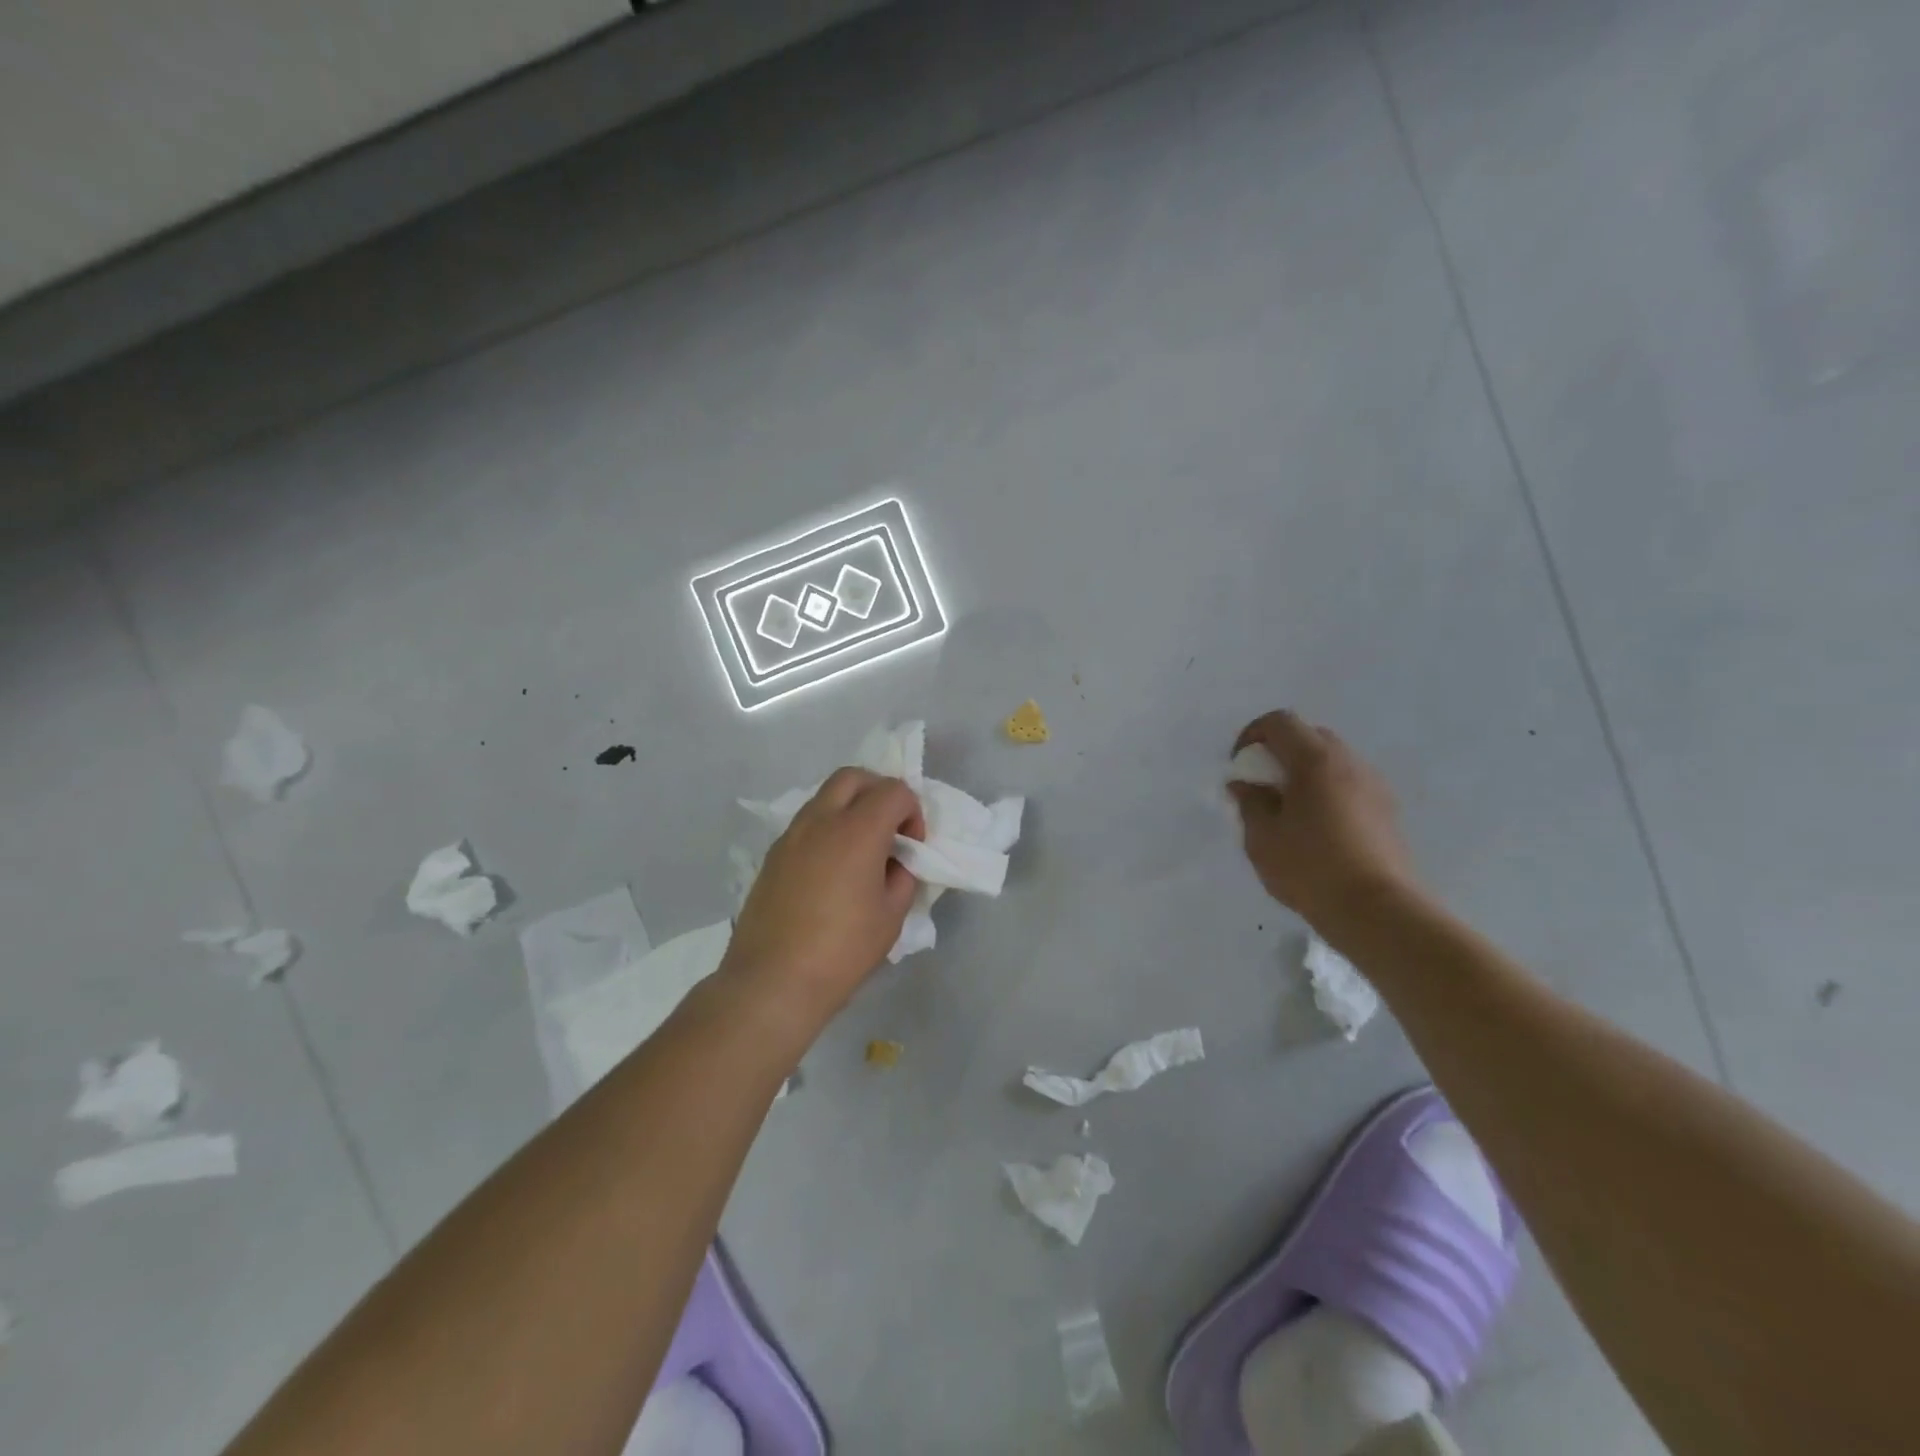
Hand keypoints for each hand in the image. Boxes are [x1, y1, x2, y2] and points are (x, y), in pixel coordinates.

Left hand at [721, 768, 925, 1029]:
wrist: (772, 981)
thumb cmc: (842, 950)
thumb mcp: (892, 916)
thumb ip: (902, 876)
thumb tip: (895, 863)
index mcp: (857, 830)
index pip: (894, 791)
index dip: (912, 812)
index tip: (912, 847)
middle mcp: (821, 820)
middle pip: (853, 776)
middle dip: (879, 792)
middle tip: (889, 829)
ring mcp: (791, 835)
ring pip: (825, 796)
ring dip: (850, 808)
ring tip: (860, 850)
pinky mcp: (773, 855)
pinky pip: (807, 823)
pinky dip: (827, 828)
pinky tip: (832, 869)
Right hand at [1229, 711, 1421, 936]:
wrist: (1378, 911)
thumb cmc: (1310, 868)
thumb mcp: (1262, 837)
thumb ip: (1250, 802)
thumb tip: (1245, 784)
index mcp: (1315, 760)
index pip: (1280, 722)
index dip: (1252, 735)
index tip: (1239, 765)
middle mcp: (1349, 763)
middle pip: (1309, 736)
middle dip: (1280, 752)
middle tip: (1262, 785)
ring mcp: (1374, 786)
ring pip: (1332, 761)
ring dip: (1305, 772)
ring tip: (1289, 810)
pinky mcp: (1387, 811)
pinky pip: (1349, 785)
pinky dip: (1327, 791)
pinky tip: (1317, 829)